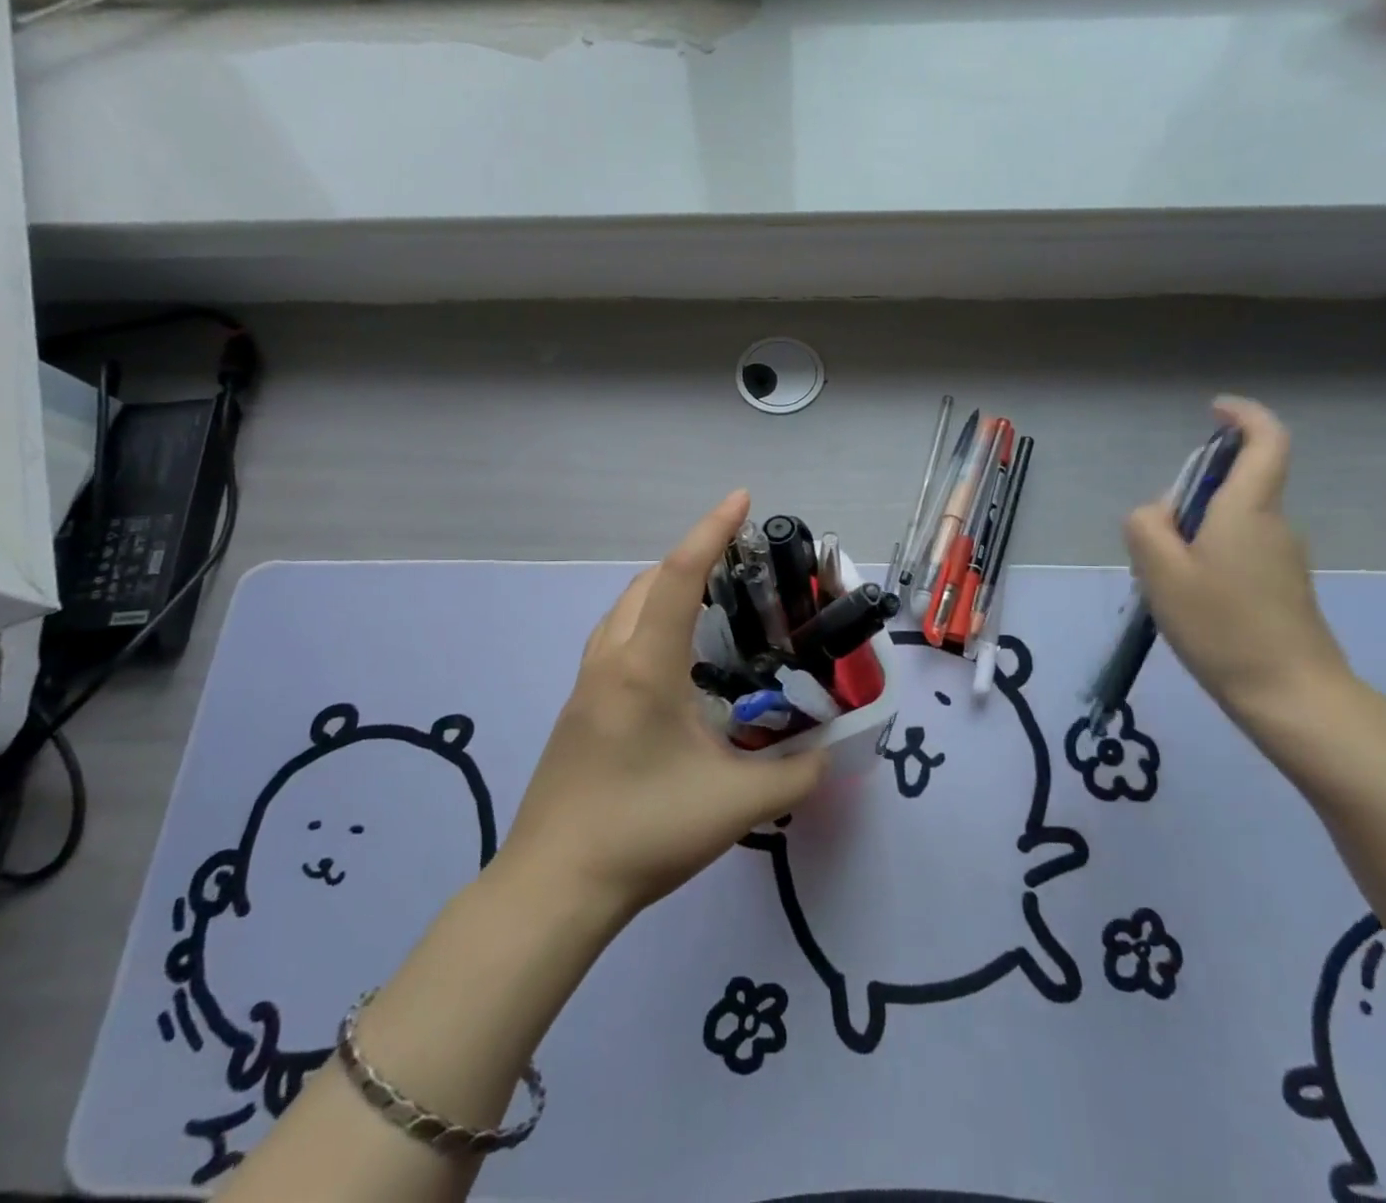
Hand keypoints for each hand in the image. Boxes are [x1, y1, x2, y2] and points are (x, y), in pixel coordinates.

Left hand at [498, 491, 826, 923]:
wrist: (554, 886)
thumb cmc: (643, 832)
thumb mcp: (736, 804)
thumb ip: (796, 774)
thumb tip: (831, 753)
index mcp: (644, 665)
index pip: (679, 576)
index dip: (712, 531)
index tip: (741, 499)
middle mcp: (609, 660)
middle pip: (647, 583)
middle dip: (691, 559)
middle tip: (739, 569)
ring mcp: (585, 683)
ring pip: (624, 610)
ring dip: (663, 590)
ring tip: (709, 608)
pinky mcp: (577, 708)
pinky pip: (614, 639)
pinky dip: (646, 622)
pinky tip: (672, 663)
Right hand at [1123, 398, 1354, 736]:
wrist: (1292, 695)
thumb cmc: (1222, 627)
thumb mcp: (1161, 573)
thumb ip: (1146, 527)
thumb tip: (1156, 513)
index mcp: (1247, 510)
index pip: (1265, 442)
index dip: (1243, 417)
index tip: (1215, 410)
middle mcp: (1273, 524)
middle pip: (1233, 486)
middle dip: (1189, 497)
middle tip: (1153, 545)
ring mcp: (1283, 557)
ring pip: (1229, 523)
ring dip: (1193, 536)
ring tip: (1165, 584)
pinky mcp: (1283, 586)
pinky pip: (1237, 551)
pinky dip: (1207, 559)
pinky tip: (1189, 603)